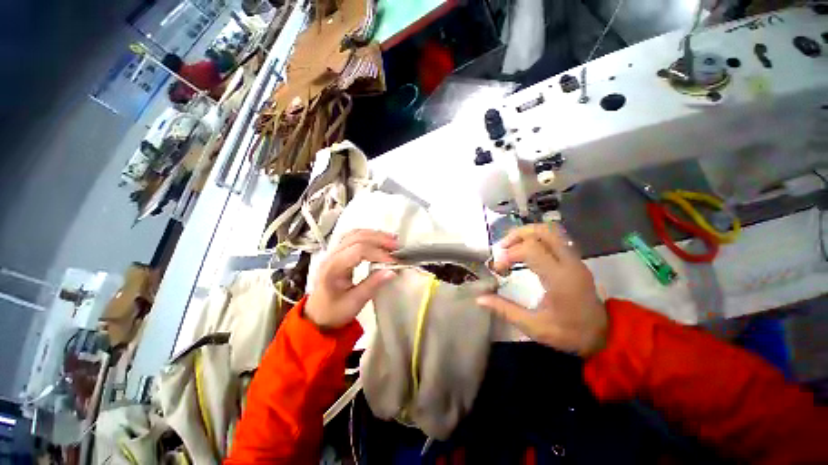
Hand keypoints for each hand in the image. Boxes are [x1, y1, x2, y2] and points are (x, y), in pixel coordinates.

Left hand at [305, 230, 398, 328]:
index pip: (358, 251)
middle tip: (397, 246)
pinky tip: (379, 239)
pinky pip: (353, 237)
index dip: (378, 253)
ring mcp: (333, 252)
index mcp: (333, 268)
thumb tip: (392, 271)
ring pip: (355, 234)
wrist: (317, 315)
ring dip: (375, 235)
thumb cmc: (334, 312)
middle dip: (379, 239)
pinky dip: (368, 235)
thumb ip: (373, 285)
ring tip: (392, 239)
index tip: (394, 261)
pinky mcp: (338, 252)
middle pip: (356, 237)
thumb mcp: (354, 303)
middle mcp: (331, 255)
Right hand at [477, 224, 607, 356]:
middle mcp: (569, 263)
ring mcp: (574, 259)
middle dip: (517, 235)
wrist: (604, 335)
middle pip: (543, 231)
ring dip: (526, 234)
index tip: (497, 268)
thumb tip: (479, 299)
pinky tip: (524, 254)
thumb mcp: (534, 326)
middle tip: (502, 248)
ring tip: (511, 248)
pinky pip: (554, 239)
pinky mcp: (574, 260)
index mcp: (560, 279)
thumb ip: (505, 310)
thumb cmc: (568, 333)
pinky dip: (535, 240)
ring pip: (550, 231)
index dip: (509, 253)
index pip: (531, 249)